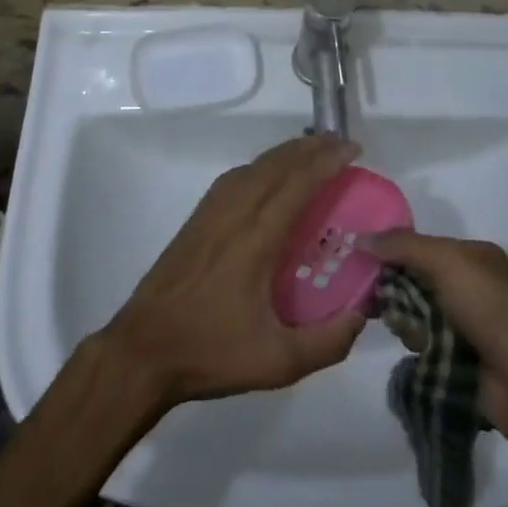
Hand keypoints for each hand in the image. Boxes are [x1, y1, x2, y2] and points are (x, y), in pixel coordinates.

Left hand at [101, 136, 367, 410]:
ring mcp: (213, 210)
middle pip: (277, 165)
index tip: (353, 149)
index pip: (297, 184)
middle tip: (341, 143)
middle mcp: (236, 212)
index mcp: (257, 238)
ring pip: (256, 166)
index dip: (326, 161)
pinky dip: (263, 164)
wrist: (144, 348)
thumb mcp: (277, 362)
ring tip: (314, 151)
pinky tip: (271, 173)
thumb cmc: (211, 352)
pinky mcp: (199, 216)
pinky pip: (238, 175)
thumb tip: (363, 313)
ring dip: (287, 153)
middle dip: (312, 148)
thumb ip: (327, 342)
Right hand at [358, 230, 507, 453]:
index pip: (423, 246)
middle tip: (368, 295)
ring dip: (404, 317)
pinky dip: (415, 342)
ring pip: (418, 312)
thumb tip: (360, 238)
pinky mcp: (460, 359)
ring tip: (398, 325)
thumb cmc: (488, 307)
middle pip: (417, 278)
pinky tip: (411, 347)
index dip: (393, 250)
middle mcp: (471, 285)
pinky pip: (425, 342)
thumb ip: (402, 246)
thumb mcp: (445, 261)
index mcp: (474, 256)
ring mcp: (467, 324)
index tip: (361, 259)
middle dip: (394, 286)